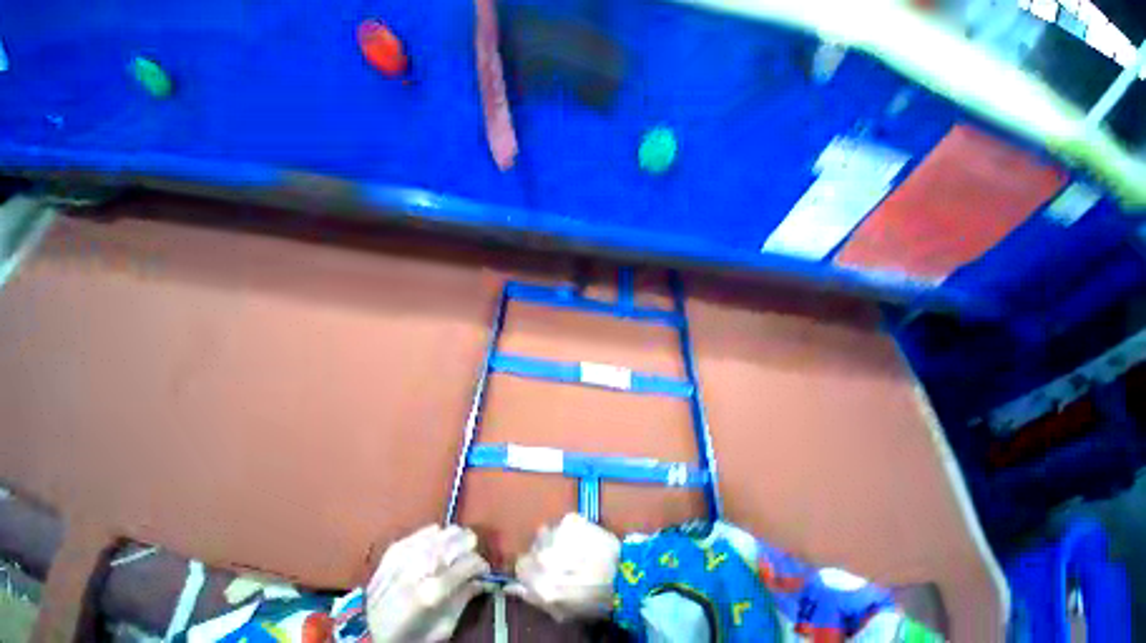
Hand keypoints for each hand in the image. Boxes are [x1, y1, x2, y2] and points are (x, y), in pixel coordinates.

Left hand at [366, 525, 489, 641]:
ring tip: (451, 556)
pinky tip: (433, 552)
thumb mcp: (440, 630)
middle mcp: (422, 565)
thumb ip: (463, 601)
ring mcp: (408, 552)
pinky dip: (436, 539)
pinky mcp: (398, 546)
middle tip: (466, 562)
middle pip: (461, 537)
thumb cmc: (405, 636)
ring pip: (447, 530)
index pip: (472, 562)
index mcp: (433, 590)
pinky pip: (428, 530)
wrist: (363, 631)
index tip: (481, 573)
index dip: (481, 567)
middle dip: (469, 549)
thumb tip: (480, 580)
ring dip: (454, 542)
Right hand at [508, 513, 619, 621]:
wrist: (623, 573)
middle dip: (543, 554)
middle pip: (533, 548)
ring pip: (546, 533)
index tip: (540, 570)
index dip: (530, 568)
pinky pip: (561, 524)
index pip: (521, 566)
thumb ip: (534, 597)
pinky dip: (568, 531)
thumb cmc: (593, 599)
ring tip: (572, 548)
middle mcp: (546, 557)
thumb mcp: (561, 610)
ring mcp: (558, 535)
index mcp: (542, 583)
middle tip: (560, 560)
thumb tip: (511, 587)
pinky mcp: (571, 519)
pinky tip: (581, 539)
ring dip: (554, 540)